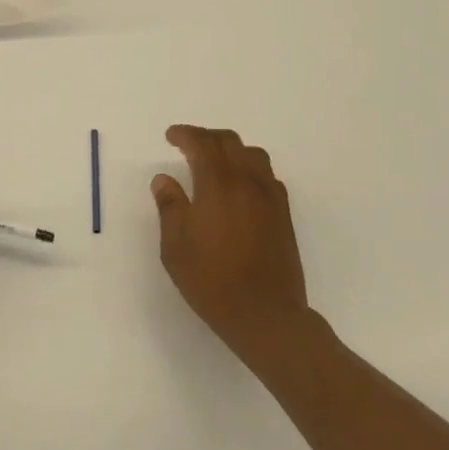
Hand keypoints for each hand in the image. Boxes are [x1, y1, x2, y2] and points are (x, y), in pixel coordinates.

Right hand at [152, 125, 309, 368]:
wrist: (266, 315)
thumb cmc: (212, 280)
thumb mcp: (175, 246)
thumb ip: (170, 206)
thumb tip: (164, 179)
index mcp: (218, 185)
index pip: (202, 144)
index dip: (185, 134)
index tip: (170, 137)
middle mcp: (247, 182)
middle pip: (230, 142)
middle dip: (206, 137)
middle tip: (188, 146)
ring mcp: (270, 198)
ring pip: (253, 155)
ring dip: (231, 150)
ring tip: (215, 163)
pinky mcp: (284, 215)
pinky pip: (267, 176)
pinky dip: (249, 170)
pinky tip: (239, 189)